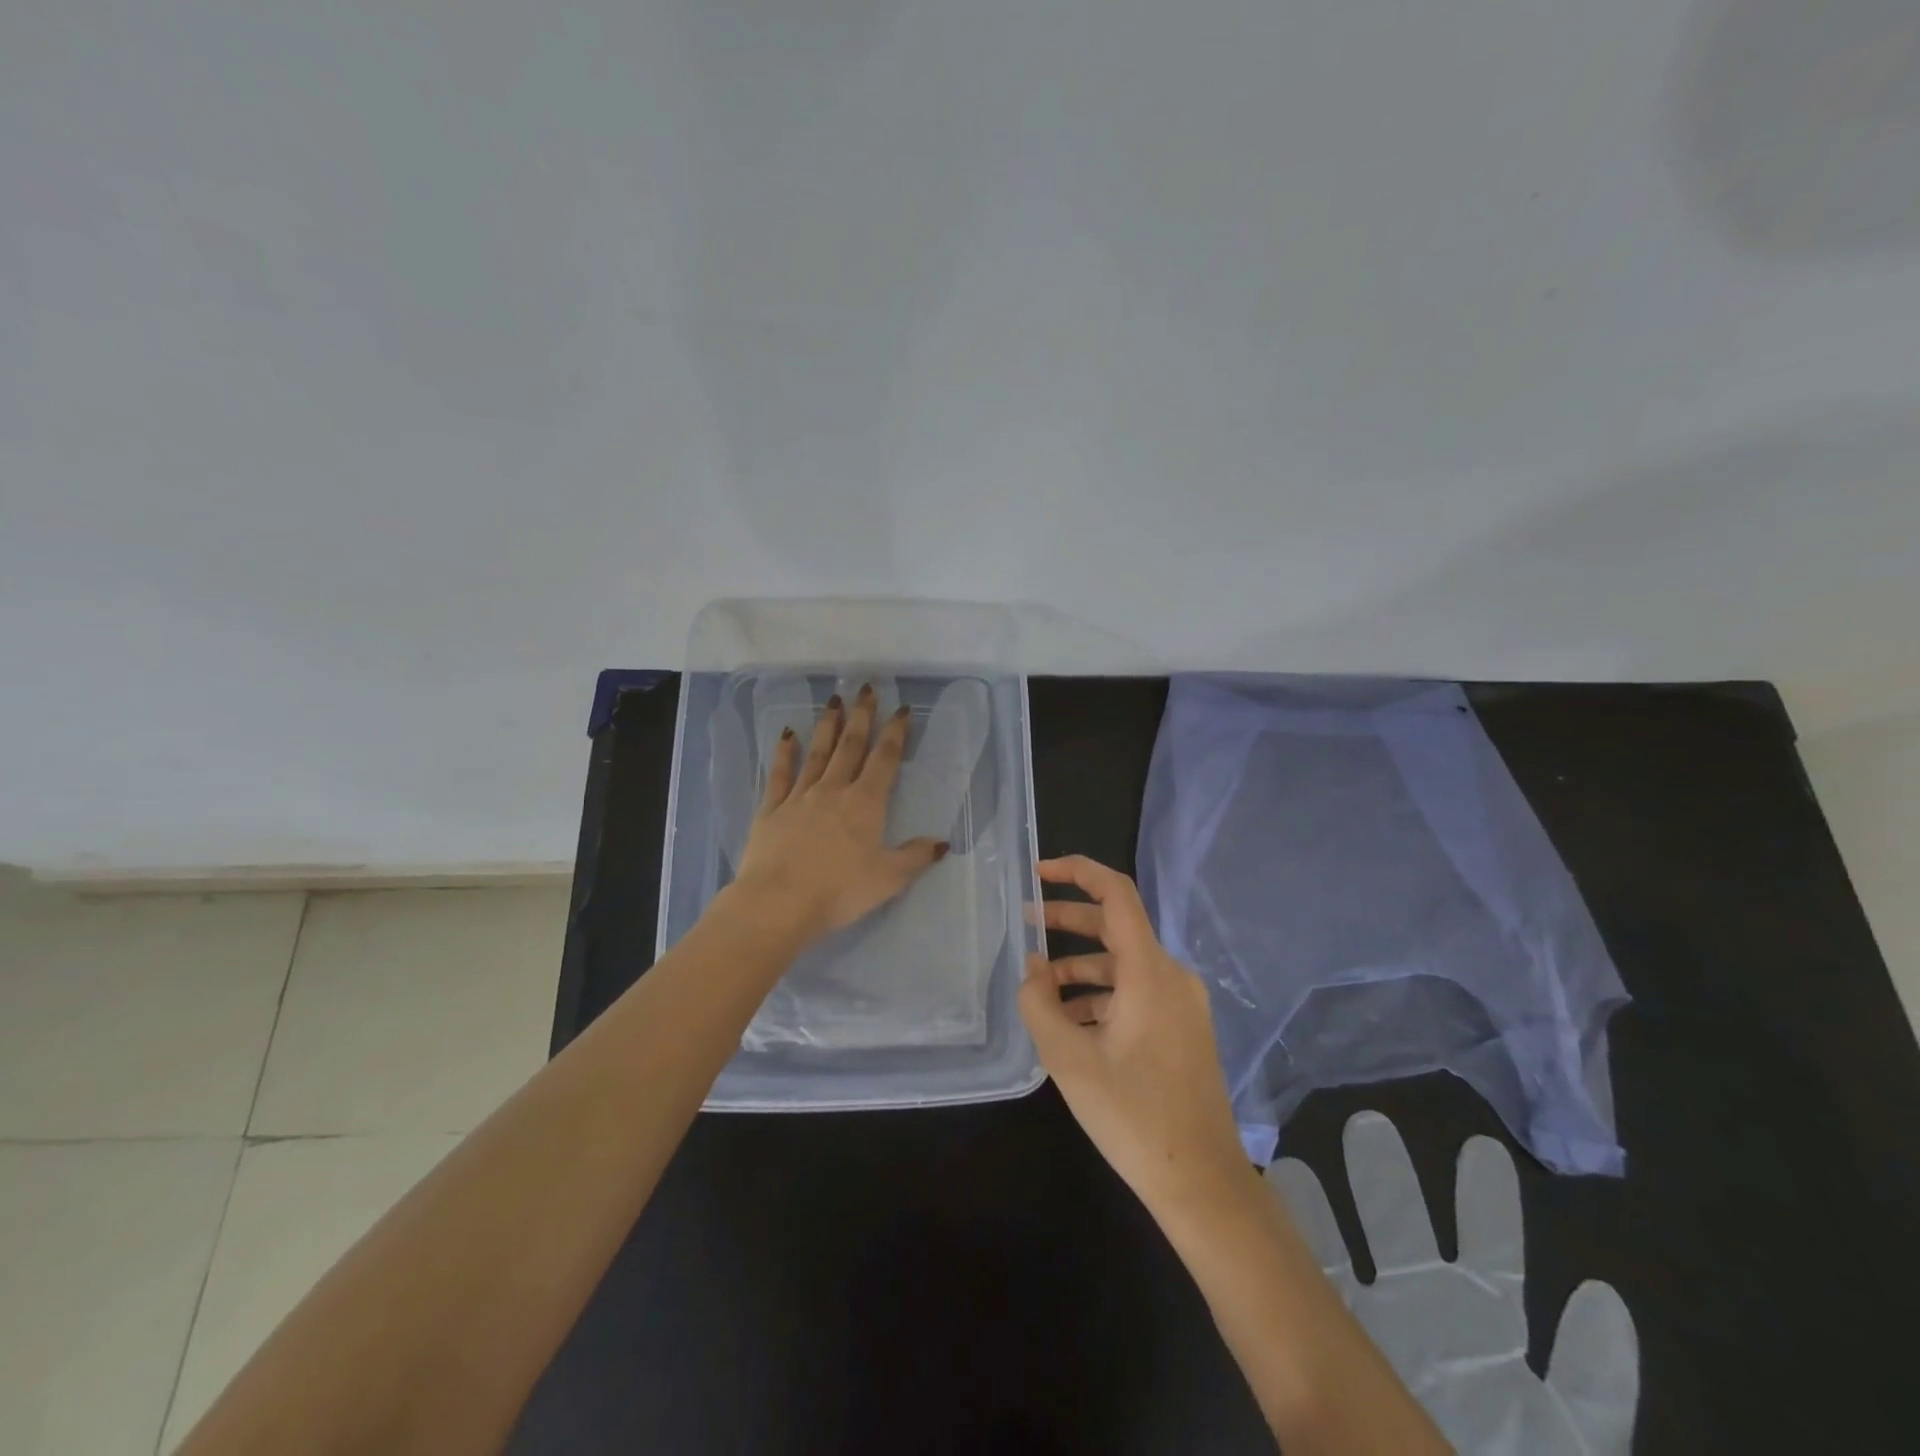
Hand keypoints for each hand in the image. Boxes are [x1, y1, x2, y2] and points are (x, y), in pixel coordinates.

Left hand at [731, 683, 948, 940]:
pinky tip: (787, 734)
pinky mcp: (771, 809)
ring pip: (817, 753)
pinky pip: (780, 774)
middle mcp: (833, 791)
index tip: (901, 709)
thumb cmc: (839, 891)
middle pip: (850, 746)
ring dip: (827, 726)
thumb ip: (915, 857)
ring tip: (833, 700)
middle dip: (861, 716)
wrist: (778, 902)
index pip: (884, 759)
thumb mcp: (888, 879)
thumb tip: (942, 843)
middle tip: (865, 688)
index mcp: (864, 803)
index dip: (895, 733)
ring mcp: (799, 797)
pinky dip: (784, 753)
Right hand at [1019, 855, 1249, 1213]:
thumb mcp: (1068, 1059)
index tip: (1040, 872)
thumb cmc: (1132, 1116)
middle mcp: (1172, 975)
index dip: (1078, 871)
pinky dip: (1103, 994)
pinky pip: (1137, 992)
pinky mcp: (1184, 1028)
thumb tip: (1034, 965)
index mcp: (1149, 971)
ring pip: (1124, 964)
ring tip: (1040, 988)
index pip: (1116, 893)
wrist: (1201, 1183)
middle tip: (1026, 922)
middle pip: (1116, 927)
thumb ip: (1039, 1002)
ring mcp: (1183, 1003)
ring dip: (1081, 967)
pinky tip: (1073, 1022)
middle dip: (1069, 921)